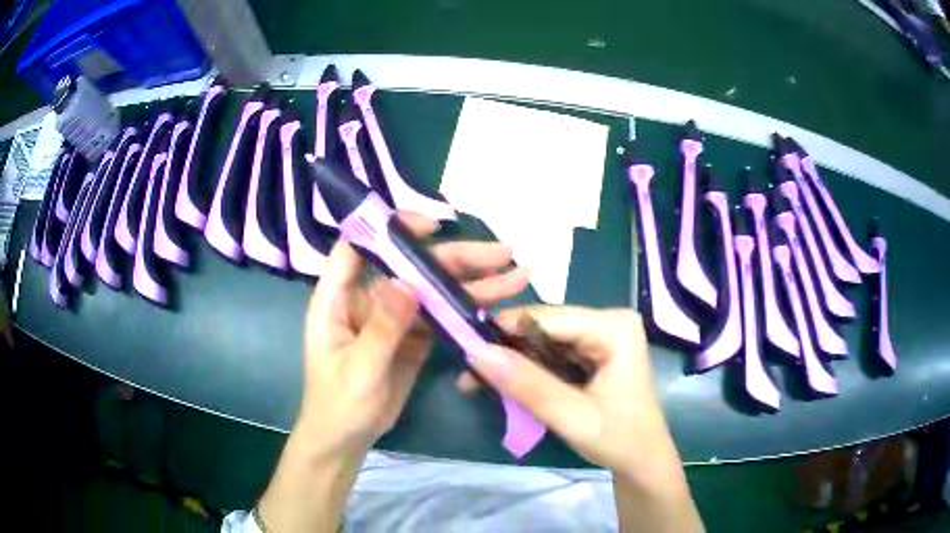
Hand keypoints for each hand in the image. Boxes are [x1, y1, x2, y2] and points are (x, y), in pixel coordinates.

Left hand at [297, 213, 530, 459]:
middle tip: (503, 253)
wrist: (346, 440)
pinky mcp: (413, 337)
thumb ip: (382, 327)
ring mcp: (393, 318)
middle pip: (412, 267)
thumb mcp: (359, 370)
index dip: (392, 230)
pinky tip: (498, 306)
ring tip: (518, 275)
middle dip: (457, 258)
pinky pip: (441, 317)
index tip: (432, 227)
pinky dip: (467, 312)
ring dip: (473, 284)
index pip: (359, 247)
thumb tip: (408, 281)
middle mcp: (368, 299)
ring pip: (433, 291)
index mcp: (338, 298)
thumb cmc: (339, 405)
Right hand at [462, 306, 684, 489]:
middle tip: (468, 374)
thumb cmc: (619, 440)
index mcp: (614, 327)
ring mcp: (601, 336)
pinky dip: (528, 370)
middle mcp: (608, 322)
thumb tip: (477, 353)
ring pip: (544, 340)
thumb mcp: (571, 416)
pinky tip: (504, 384)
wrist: (642, 462)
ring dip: (513, 362)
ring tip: (475, 382)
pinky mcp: (594, 352)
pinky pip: (552, 354)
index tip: (466, 349)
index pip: (549, 318)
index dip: (505, 330)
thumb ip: (527, 385)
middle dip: (506, 351)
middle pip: (544, 327)